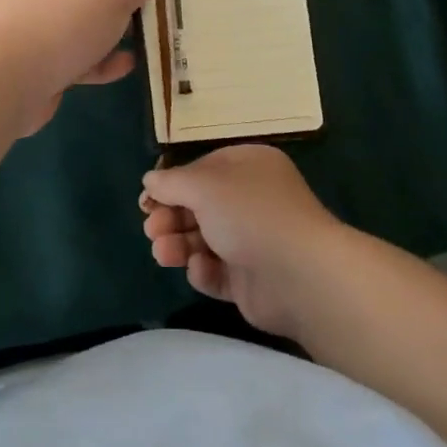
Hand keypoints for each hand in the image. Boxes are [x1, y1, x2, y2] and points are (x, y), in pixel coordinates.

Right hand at [140, 145, 344, 339]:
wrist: (299, 275)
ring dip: (179, 244)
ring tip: (163, 253)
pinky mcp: (252, 279)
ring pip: (204, 240)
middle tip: (152, 229)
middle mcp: (253, 200)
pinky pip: (218, 272)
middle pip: (200, 206)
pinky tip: (200, 270)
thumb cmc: (250, 214)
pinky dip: (204, 271)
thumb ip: (172, 182)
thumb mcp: (204, 186)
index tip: (147, 200)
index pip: (204, 169)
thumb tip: (150, 181)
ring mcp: (254, 241)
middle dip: (171, 217)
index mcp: (249, 167)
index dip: (174, 184)